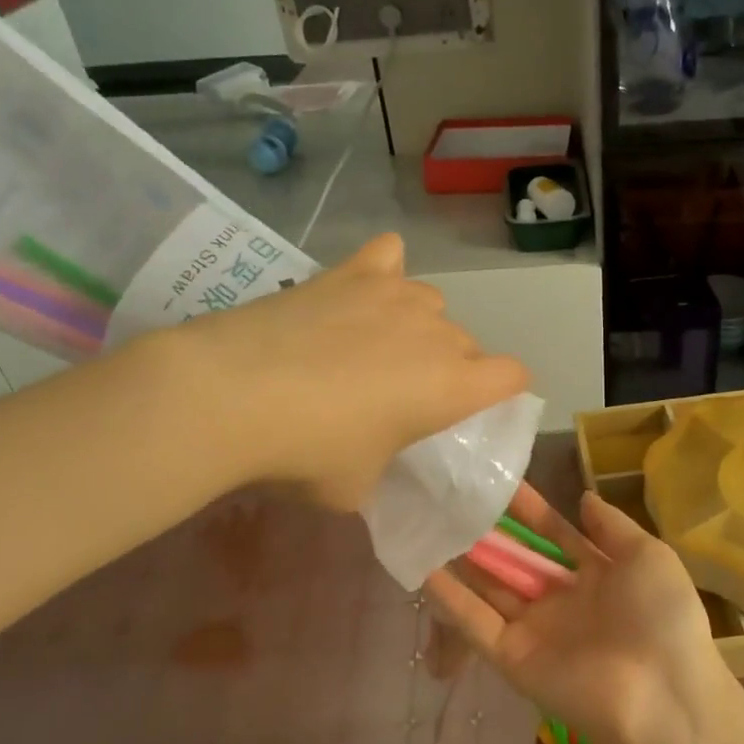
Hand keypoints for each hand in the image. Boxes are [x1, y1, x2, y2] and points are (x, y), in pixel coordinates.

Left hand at [164, 233, 528, 508]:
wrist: (231, 396)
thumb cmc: (305, 454)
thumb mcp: (356, 487)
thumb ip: (383, 464)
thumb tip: (371, 454)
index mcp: (453, 386)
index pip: (513, 375)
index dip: (501, 390)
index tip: (472, 406)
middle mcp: (437, 333)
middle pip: (466, 342)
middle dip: (446, 367)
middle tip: (399, 395)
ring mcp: (395, 294)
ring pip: (429, 304)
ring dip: (414, 325)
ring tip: (371, 346)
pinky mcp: (351, 272)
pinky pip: (387, 256)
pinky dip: (382, 271)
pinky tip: (360, 290)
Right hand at [424, 485, 724, 743]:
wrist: (661, 694)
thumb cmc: (661, 616)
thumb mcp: (648, 557)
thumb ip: (612, 527)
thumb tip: (584, 497)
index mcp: (596, 575)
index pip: (553, 534)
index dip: (529, 510)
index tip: (500, 482)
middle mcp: (561, 600)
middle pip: (517, 559)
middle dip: (490, 530)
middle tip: (453, 496)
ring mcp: (534, 629)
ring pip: (490, 586)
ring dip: (463, 558)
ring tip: (429, 521)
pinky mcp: (511, 657)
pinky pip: (475, 622)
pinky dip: (450, 598)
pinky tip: (423, 567)